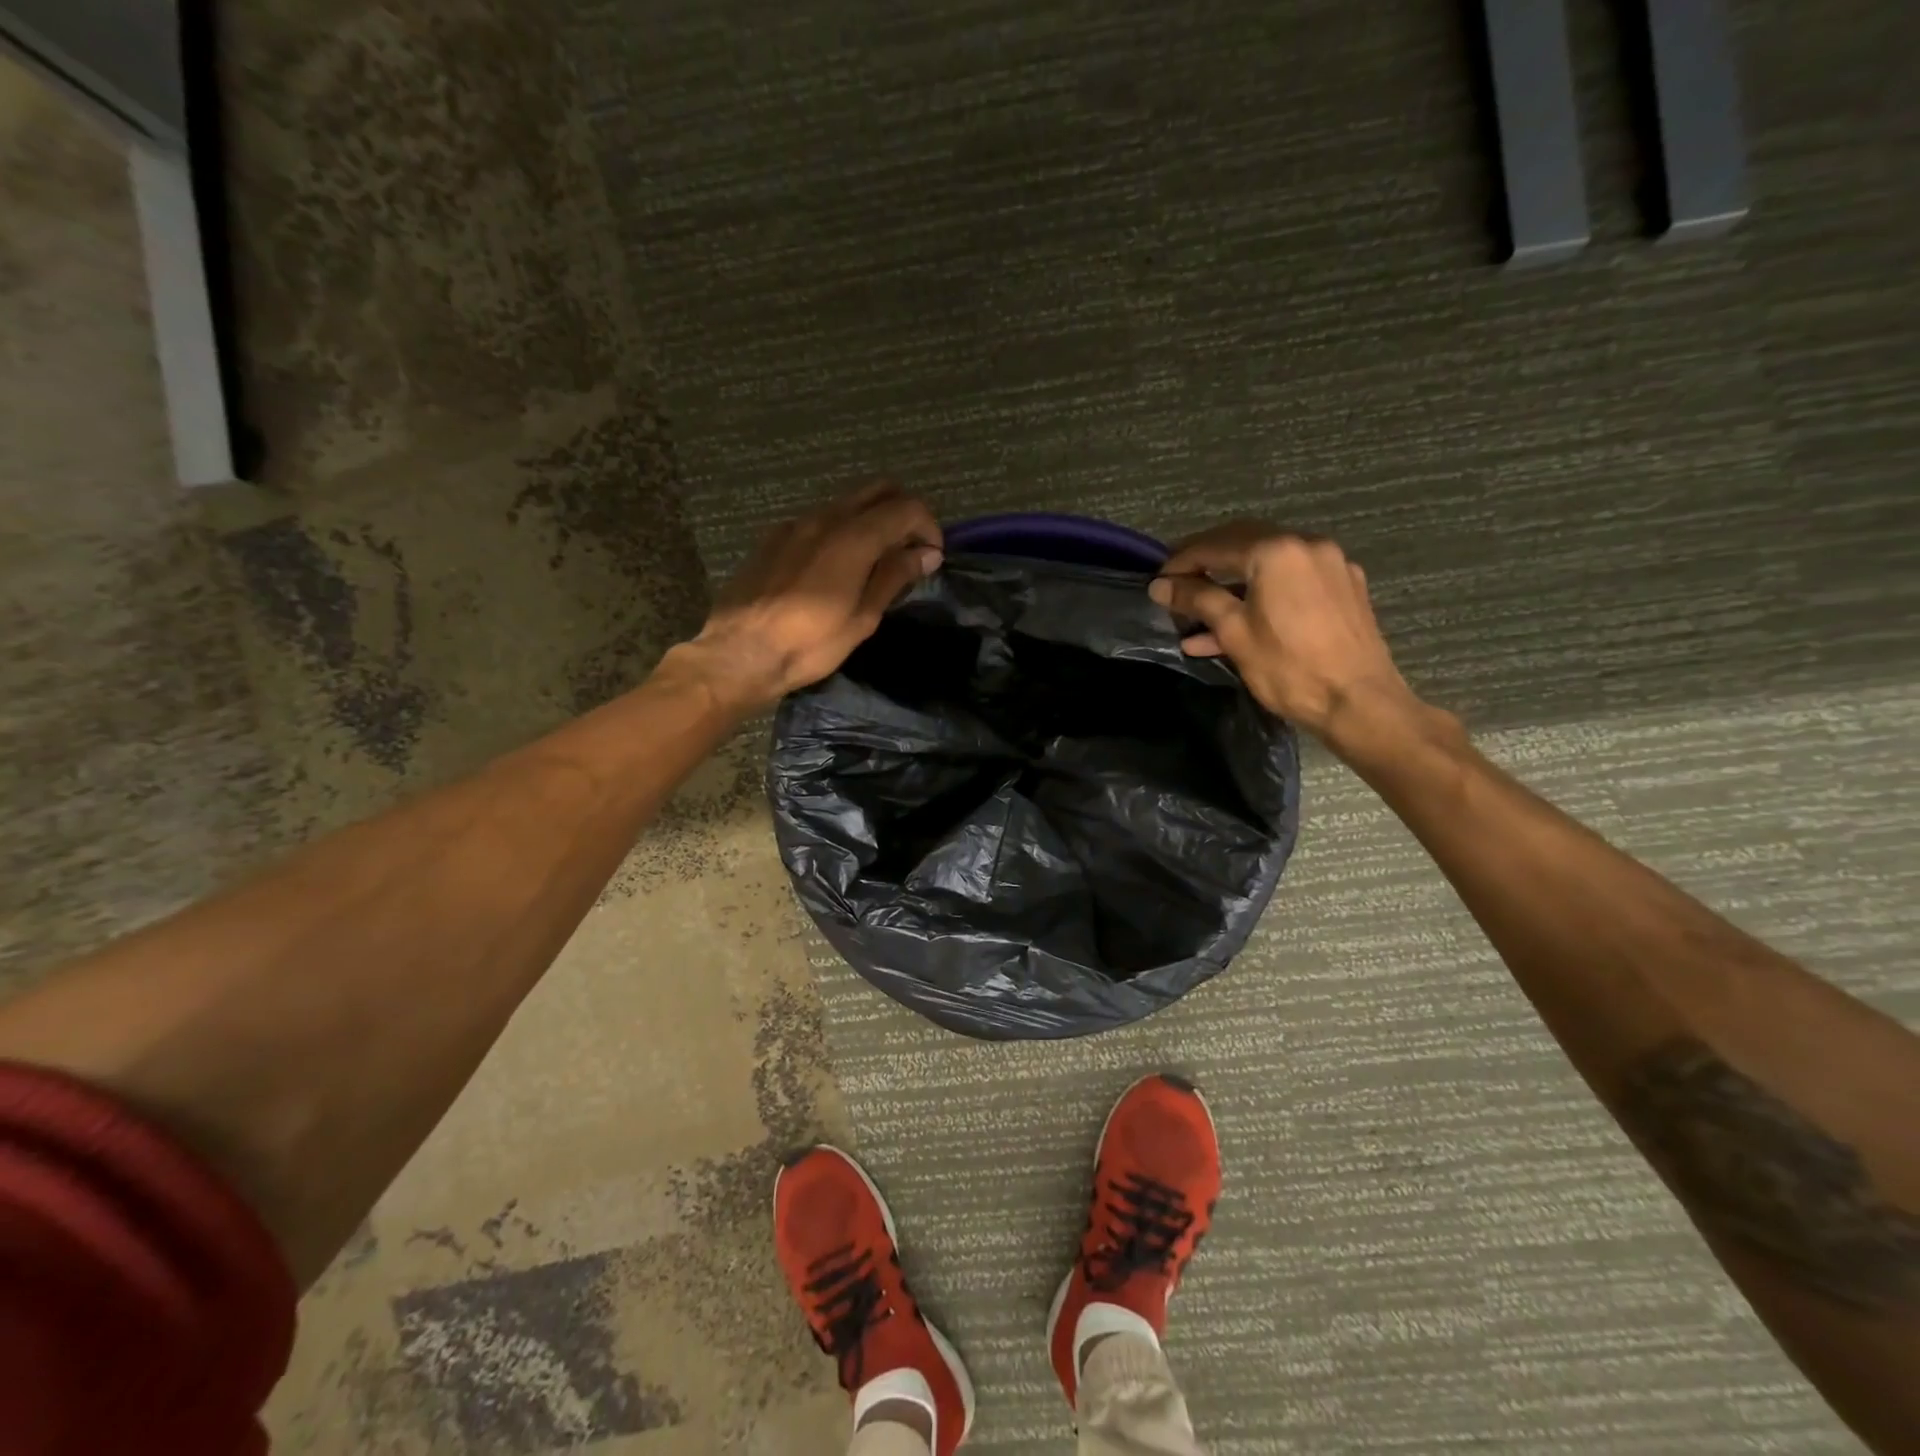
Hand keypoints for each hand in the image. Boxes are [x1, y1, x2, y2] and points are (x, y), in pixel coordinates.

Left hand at [681, 483, 942, 713]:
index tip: (932, 557)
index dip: (929, 527)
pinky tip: (836, 566)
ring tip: (876, 560)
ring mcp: (796, 524)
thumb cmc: (809, 645)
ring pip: (847, 502)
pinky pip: (819, 519)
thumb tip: (926, 553)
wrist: (740, 653)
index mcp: (853, 537)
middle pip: (878, 490)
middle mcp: (825, 518)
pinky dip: (841, 530)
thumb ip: (894, 576)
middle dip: (903, 511)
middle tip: (910, 548)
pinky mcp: (774, 537)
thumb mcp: (862, 618)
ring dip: (871, 520)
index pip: (906, 507)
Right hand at [1149, 522, 1419, 740]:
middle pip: (1243, 544)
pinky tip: (1241, 621)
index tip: (1157, 583)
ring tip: (1202, 614)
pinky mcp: (1345, 587)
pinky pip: (1292, 580)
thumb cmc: (1289, 669)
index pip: (1214, 545)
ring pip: (1268, 563)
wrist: (1359, 703)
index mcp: (1276, 551)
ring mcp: (1331, 564)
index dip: (1180, 563)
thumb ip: (1196, 599)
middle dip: (1206, 564)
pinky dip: (1262, 593)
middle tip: (1178, 588)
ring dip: (1232, 583)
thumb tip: (1161, 585)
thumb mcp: (1234, 632)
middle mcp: (1307, 544)